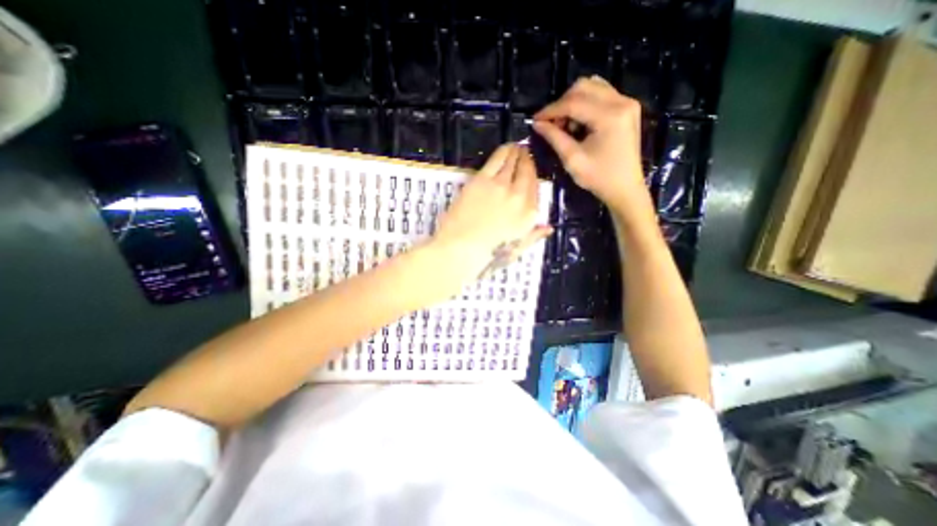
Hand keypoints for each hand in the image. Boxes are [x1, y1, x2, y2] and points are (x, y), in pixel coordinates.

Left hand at [428, 142, 549, 282]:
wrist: (462, 249)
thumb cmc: (487, 255)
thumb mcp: (515, 251)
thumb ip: (533, 237)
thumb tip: (548, 228)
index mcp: (529, 215)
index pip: (535, 188)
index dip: (534, 175)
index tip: (531, 168)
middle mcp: (519, 197)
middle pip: (527, 172)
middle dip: (527, 160)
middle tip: (525, 152)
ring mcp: (501, 186)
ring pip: (513, 163)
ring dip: (517, 152)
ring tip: (517, 146)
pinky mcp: (482, 180)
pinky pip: (496, 160)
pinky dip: (503, 151)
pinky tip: (505, 147)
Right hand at [530, 75, 652, 223]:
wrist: (625, 188)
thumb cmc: (599, 178)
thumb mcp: (573, 159)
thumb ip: (554, 137)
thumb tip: (537, 124)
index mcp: (610, 116)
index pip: (574, 102)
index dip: (551, 110)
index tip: (535, 120)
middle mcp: (621, 101)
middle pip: (584, 87)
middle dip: (562, 103)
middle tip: (551, 124)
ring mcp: (627, 103)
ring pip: (593, 87)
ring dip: (573, 102)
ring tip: (564, 124)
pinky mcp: (627, 108)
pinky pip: (601, 94)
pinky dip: (585, 104)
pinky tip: (578, 122)